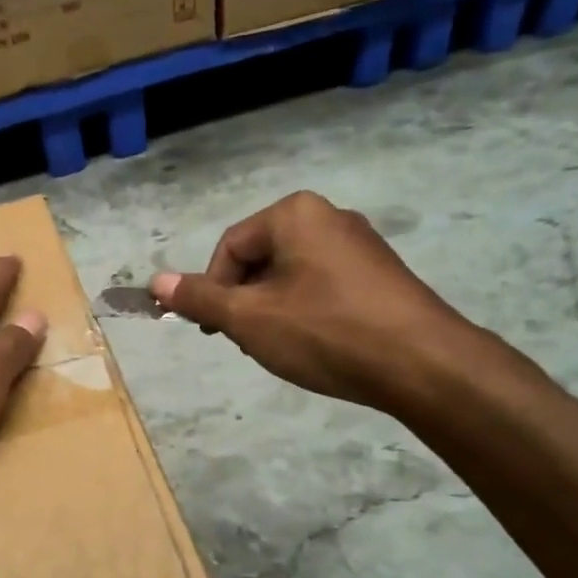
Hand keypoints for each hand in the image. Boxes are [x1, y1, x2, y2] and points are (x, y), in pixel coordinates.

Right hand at [150, 192, 475, 411]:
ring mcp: (360, 244)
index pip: (230, 247)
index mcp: (295, 214)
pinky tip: (316, 344)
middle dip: (244, 301)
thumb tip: (156, 282)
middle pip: (261, 258)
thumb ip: (200, 299)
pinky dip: (305, 312)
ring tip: (282, 347)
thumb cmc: (325, 332)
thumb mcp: (250, 319)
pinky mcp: (380, 274)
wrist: (421, 363)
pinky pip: (323, 285)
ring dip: (272, 310)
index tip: (214, 331)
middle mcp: (329, 216)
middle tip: (246, 342)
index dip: (212, 290)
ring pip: (291, 275)